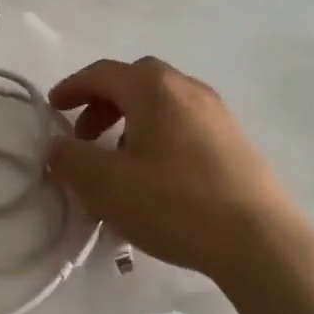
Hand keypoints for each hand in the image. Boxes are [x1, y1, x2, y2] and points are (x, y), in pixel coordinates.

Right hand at [47, 57, 313, 286]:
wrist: (261, 240)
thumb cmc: (175, 203)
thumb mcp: (106, 186)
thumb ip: (71, 160)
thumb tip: (56, 146)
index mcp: (153, 88)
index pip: (102, 73)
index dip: (72, 88)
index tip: (52, 108)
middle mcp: (187, 88)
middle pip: (135, 81)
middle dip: (103, 103)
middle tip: (84, 136)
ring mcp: (217, 113)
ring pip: (162, 103)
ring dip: (131, 121)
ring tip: (119, 161)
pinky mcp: (235, 140)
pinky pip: (184, 123)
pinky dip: (158, 135)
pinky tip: (157, 176)